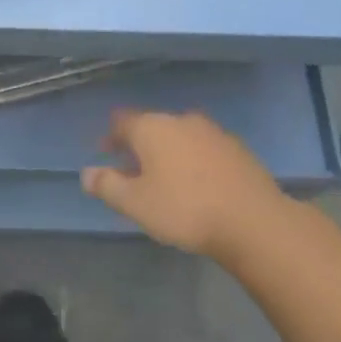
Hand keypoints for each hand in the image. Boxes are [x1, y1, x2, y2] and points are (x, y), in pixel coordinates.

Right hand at [82, 109, 294, 260]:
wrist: (254, 221)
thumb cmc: (184, 209)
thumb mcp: (135, 203)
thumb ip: (107, 185)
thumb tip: (86, 173)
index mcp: (152, 127)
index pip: (122, 121)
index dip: (110, 136)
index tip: (105, 153)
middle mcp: (181, 120)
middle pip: (151, 127)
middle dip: (139, 146)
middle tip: (132, 172)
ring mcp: (213, 132)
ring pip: (179, 137)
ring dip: (168, 153)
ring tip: (164, 180)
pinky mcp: (237, 149)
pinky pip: (203, 149)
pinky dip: (193, 160)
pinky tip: (196, 184)